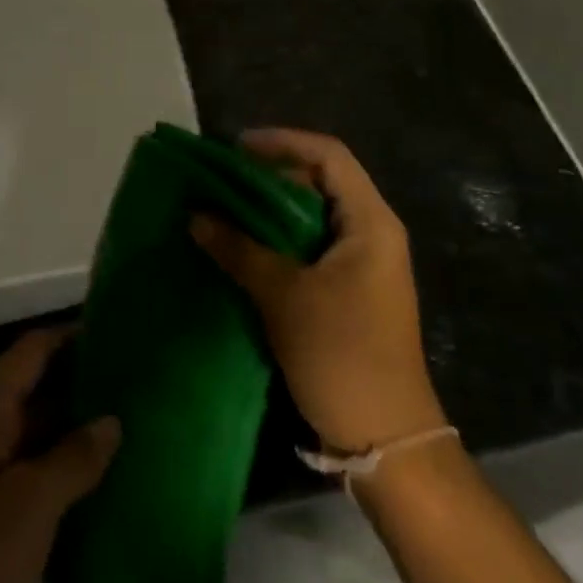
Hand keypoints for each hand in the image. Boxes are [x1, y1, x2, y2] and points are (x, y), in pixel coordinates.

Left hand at [0, 328, 120, 582]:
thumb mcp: (28, 503)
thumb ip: (74, 457)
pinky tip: (115, 486)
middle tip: (143, 383)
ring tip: (140, 428)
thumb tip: (113, 420)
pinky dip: (72, 482)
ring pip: (43, 441)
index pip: (33, 350)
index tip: (122, 330)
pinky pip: (41, 486)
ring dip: (83, 437)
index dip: (73, 335)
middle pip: (41, 392)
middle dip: (87, 387)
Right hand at [191, 128, 445, 453]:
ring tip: (227, 208)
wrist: (386, 441)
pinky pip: (313, 246)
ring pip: (315, 216)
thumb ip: (240, 250)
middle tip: (225, 178)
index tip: (237, 147)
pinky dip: (280, 240)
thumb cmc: (342, 355)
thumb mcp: (285, 298)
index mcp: (371, 221)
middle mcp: (373, 232)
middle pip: (322, 181)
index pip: (329, 155)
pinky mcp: (352, 291)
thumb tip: (196, 216)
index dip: (283, 142)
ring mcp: (365, 264)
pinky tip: (246, 248)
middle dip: (273, 174)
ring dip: (273, 210)